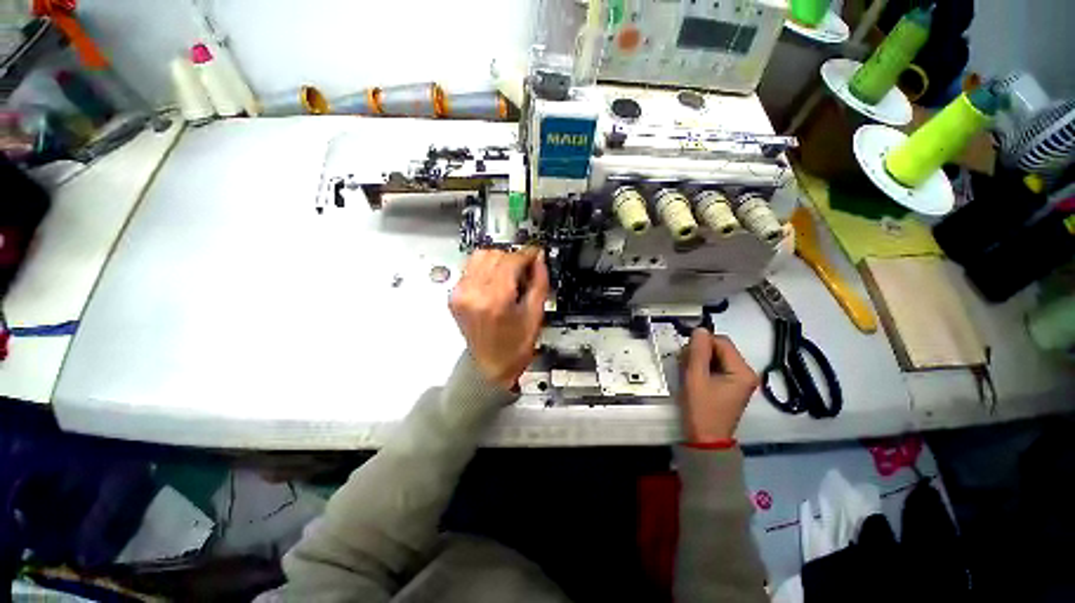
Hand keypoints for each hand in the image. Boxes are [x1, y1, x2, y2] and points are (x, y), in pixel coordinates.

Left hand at [450, 247, 549, 389]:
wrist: (489, 367)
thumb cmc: (514, 347)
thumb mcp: (535, 315)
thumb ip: (539, 282)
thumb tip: (539, 259)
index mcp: (495, 301)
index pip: (510, 260)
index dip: (526, 254)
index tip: (535, 253)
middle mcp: (473, 294)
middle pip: (494, 254)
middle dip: (513, 258)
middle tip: (524, 271)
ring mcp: (460, 294)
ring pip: (480, 256)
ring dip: (498, 260)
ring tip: (509, 276)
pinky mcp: (454, 296)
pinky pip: (471, 268)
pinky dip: (486, 268)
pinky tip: (496, 282)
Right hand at [679, 329, 758, 442]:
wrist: (705, 440)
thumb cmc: (701, 410)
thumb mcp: (695, 378)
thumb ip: (697, 352)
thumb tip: (700, 329)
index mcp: (742, 371)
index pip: (722, 342)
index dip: (702, 342)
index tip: (685, 353)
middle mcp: (745, 373)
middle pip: (720, 348)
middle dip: (700, 351)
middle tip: (684, 362)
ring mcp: (739, 380)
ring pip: (716, 356)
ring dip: (699, 359)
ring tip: (687, 370)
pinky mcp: (730, 385)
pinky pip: (716, 366)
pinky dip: (703, 367)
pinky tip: (693, 375)